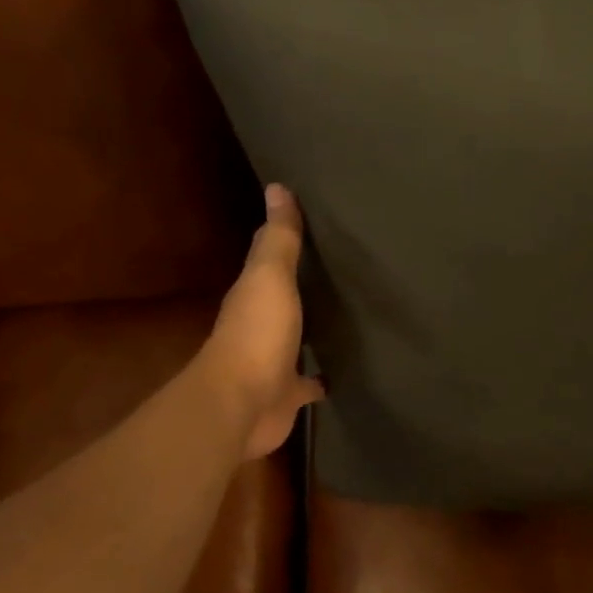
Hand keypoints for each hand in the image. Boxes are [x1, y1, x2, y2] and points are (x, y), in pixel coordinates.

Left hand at [201, 184, 324, 460]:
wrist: (242, 405)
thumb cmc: (258, 334)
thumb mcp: (270, 278)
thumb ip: (278, 239)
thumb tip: (276, 187)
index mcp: (253, 294)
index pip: (270, 259)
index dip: (286, 241)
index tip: (315, 224)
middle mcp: (260, 324)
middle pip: (284, 299)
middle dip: (305, 286)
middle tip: (343, 269)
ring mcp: (273, 361)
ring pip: (297, 338)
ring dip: (314, 329)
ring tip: (350, 315)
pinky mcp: (288, 394)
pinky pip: (309, 381)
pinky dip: (322, 376)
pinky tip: (345, 369)